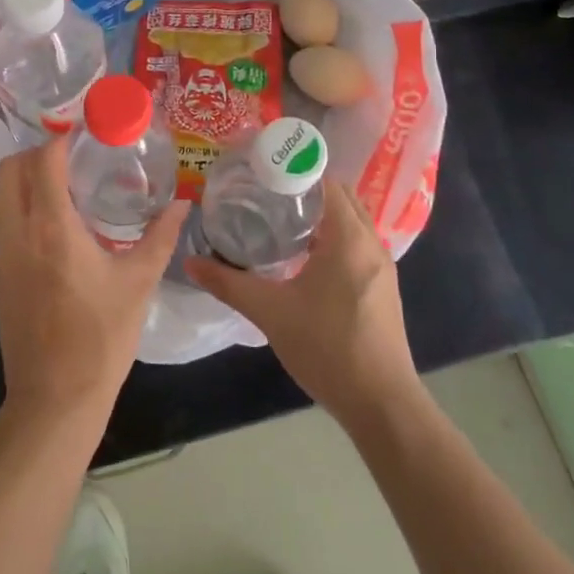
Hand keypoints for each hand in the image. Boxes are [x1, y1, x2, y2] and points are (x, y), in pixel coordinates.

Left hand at [0, 139, 189, 426]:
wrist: (55, 399)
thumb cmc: (101, 338)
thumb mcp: (138, 283)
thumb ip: (161, 237)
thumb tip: (183, 205)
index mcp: (51, 227)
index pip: (44, 160)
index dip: (61, 139)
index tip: (86, 135)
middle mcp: (18, 232)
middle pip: (10, 169)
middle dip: (37, 153)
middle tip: (73, 158)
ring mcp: (1, 254)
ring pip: (1, 194)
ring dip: (26, 179)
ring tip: (67, 187)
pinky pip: (3, 221)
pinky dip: (21, 206)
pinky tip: (55, 225)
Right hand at [185, 182, 419, 429]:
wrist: (383, 404)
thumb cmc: (328, 348)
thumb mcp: (270, 312)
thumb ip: (229, 284)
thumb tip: (191, 263)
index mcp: (348, 237)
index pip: (326, 181)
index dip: (295, 169)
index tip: (263, 169)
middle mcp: (370, 243)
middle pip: (341, 196)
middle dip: (307, 188)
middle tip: (266, 191)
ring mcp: (381, 266)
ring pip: (351, 221)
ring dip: (322, 213)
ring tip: (280, 218)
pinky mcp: (382, 287)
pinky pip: (357, 243)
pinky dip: (334, 236)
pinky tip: (304, 256)